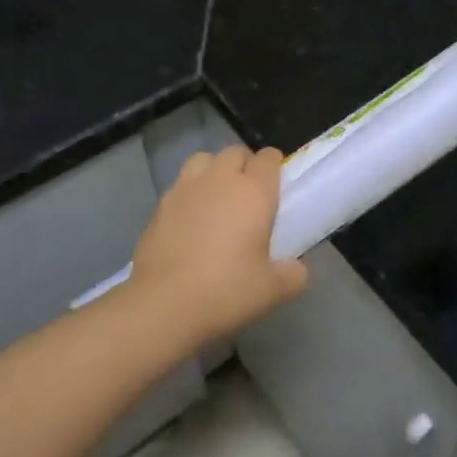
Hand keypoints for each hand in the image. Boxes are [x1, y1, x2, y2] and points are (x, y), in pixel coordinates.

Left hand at [131, 146, 308, 339]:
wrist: (164, 304)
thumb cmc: (227, 290)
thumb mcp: (274, 290)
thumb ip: (294, 274)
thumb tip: (296, 268)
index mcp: (253, 191)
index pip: (268, 158)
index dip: (275, 167)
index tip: (278, 186)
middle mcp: (219, 180)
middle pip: (235, 153)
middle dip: (245, 165)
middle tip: (250, 195)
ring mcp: (185, 188)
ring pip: (203, 160)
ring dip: (214, 171)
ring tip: (217, 199)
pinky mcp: (159, 205)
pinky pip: (180, 185)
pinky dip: (189, 193)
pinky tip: (190, 220)